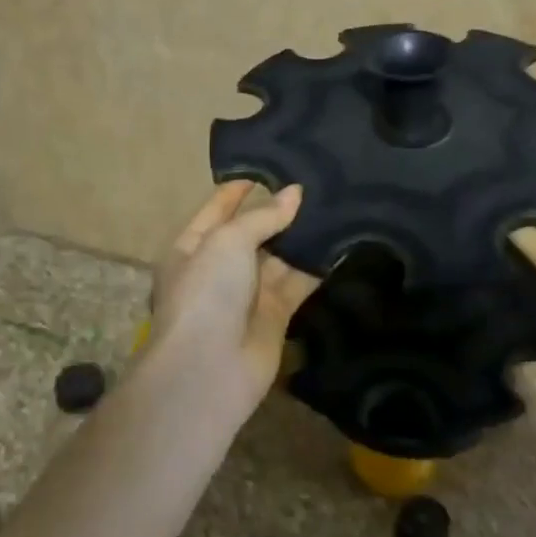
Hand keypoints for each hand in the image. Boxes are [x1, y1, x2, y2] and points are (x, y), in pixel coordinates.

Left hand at [147, 182, 320, 408]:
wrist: (209, 369)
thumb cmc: (207, 292)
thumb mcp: (227, 241)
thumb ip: (263, 216)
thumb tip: (295, 193)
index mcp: (192, 246)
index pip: (218, 207)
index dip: (241, 188)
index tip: (273, 167)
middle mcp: (219, 267)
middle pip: (252, 231)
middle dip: (279, 210)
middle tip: (316, 183)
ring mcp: (248, 292)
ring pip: (280, 256)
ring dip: (303, 236)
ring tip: (335, 204)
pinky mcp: (276, 315)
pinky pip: (299, 282)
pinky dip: (318, 266)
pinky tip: (342, 242)